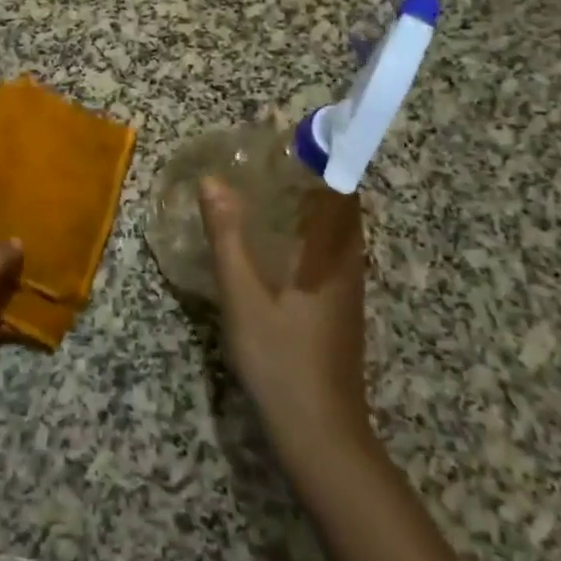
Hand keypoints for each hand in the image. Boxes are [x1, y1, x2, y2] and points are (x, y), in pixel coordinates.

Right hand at [198, 176, 370, 444]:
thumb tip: (213, 180)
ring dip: (302, 197)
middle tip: (260, 150)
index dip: (314, 150)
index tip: (282, 127)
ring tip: (258, 181)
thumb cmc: (281, 357)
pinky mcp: (336, 303)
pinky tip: (266, 235)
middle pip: (335, 199)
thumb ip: (227, 235)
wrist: (320, 433)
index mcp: (333, 251)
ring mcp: (345, 284)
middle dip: (304, 168)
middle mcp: (347, 260)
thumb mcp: (243, 294)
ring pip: (330, 225)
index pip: (337, 182)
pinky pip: (322, 246)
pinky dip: (300, 225)